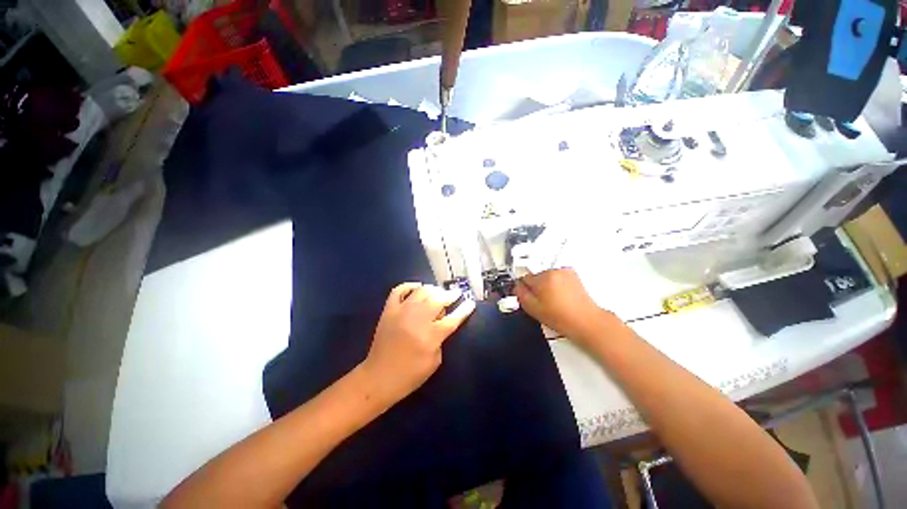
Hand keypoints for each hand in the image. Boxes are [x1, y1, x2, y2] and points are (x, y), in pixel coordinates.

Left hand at [361, 282, 475, 404]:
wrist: (378, 378)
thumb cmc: (410, 375)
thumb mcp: (435, 362)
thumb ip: (441, 339)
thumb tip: (442, 323)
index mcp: (431, 335)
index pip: (453, 318)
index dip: (464, 309)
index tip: (471, 302)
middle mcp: (417, 319)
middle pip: (439, 299)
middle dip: (451, 295)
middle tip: (456, 293)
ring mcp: (401, 311)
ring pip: (422, 291)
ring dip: (434, 290)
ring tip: (439, 292)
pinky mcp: (389, 310)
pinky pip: (399, 290)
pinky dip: (409, 285)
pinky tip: (417, 287)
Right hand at [515, 268, 613, 344]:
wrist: (585, 321)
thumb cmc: (563, 317)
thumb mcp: (533, 309)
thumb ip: (520, 294)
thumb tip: (516, 286)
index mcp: (543, 278)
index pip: (524, 278)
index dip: (524, 289)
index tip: (528, 296)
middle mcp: (554, 271)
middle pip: (535, 276)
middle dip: (536, 287)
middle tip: (542, 301)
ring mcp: (564, 272)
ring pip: (546, 276)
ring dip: (546, 285)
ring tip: (553, 300)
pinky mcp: (573, 274)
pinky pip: (557, 276)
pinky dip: (557, 283)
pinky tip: (561, 296)